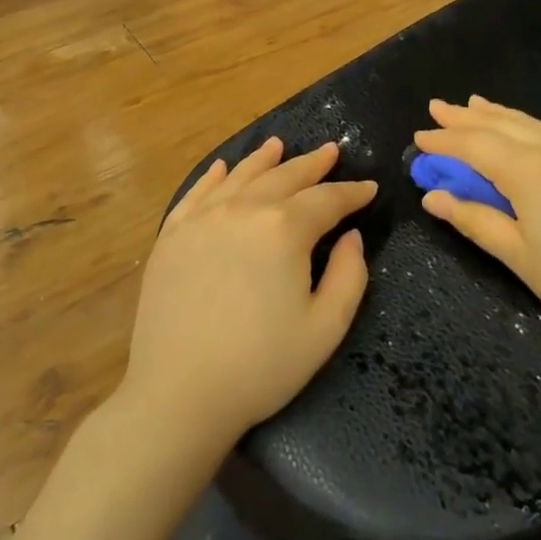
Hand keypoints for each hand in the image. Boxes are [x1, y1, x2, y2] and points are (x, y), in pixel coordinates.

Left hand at [118, 138, 375, 454]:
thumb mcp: (325, 328)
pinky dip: (214, 176)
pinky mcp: (171, 236)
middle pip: (284, 177)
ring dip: (264, 159)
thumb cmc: (261, 366)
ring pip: (240, 176)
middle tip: (331, 152)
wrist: (179, 394)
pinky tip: (223, 168)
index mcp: (284, 229)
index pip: (327, 200)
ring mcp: (202, 219)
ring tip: (280, 145)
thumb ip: (350, 275)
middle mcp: (243, 210)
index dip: (352, 192)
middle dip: (312, 165)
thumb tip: (352, 236)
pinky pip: (197, 193)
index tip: (369, 188)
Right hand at [415, 97, 540, 361]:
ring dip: (499, 115)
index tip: (418, 138)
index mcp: (531, 172)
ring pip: (532, 124)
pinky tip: (524, 131)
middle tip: (437, 107)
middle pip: (503, 126)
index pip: (476, 146)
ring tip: (475, 104)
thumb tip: (432, 196)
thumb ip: (476, 221)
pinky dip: (528, 125)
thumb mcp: (521, 259)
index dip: (445, 142)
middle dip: (467, 117)